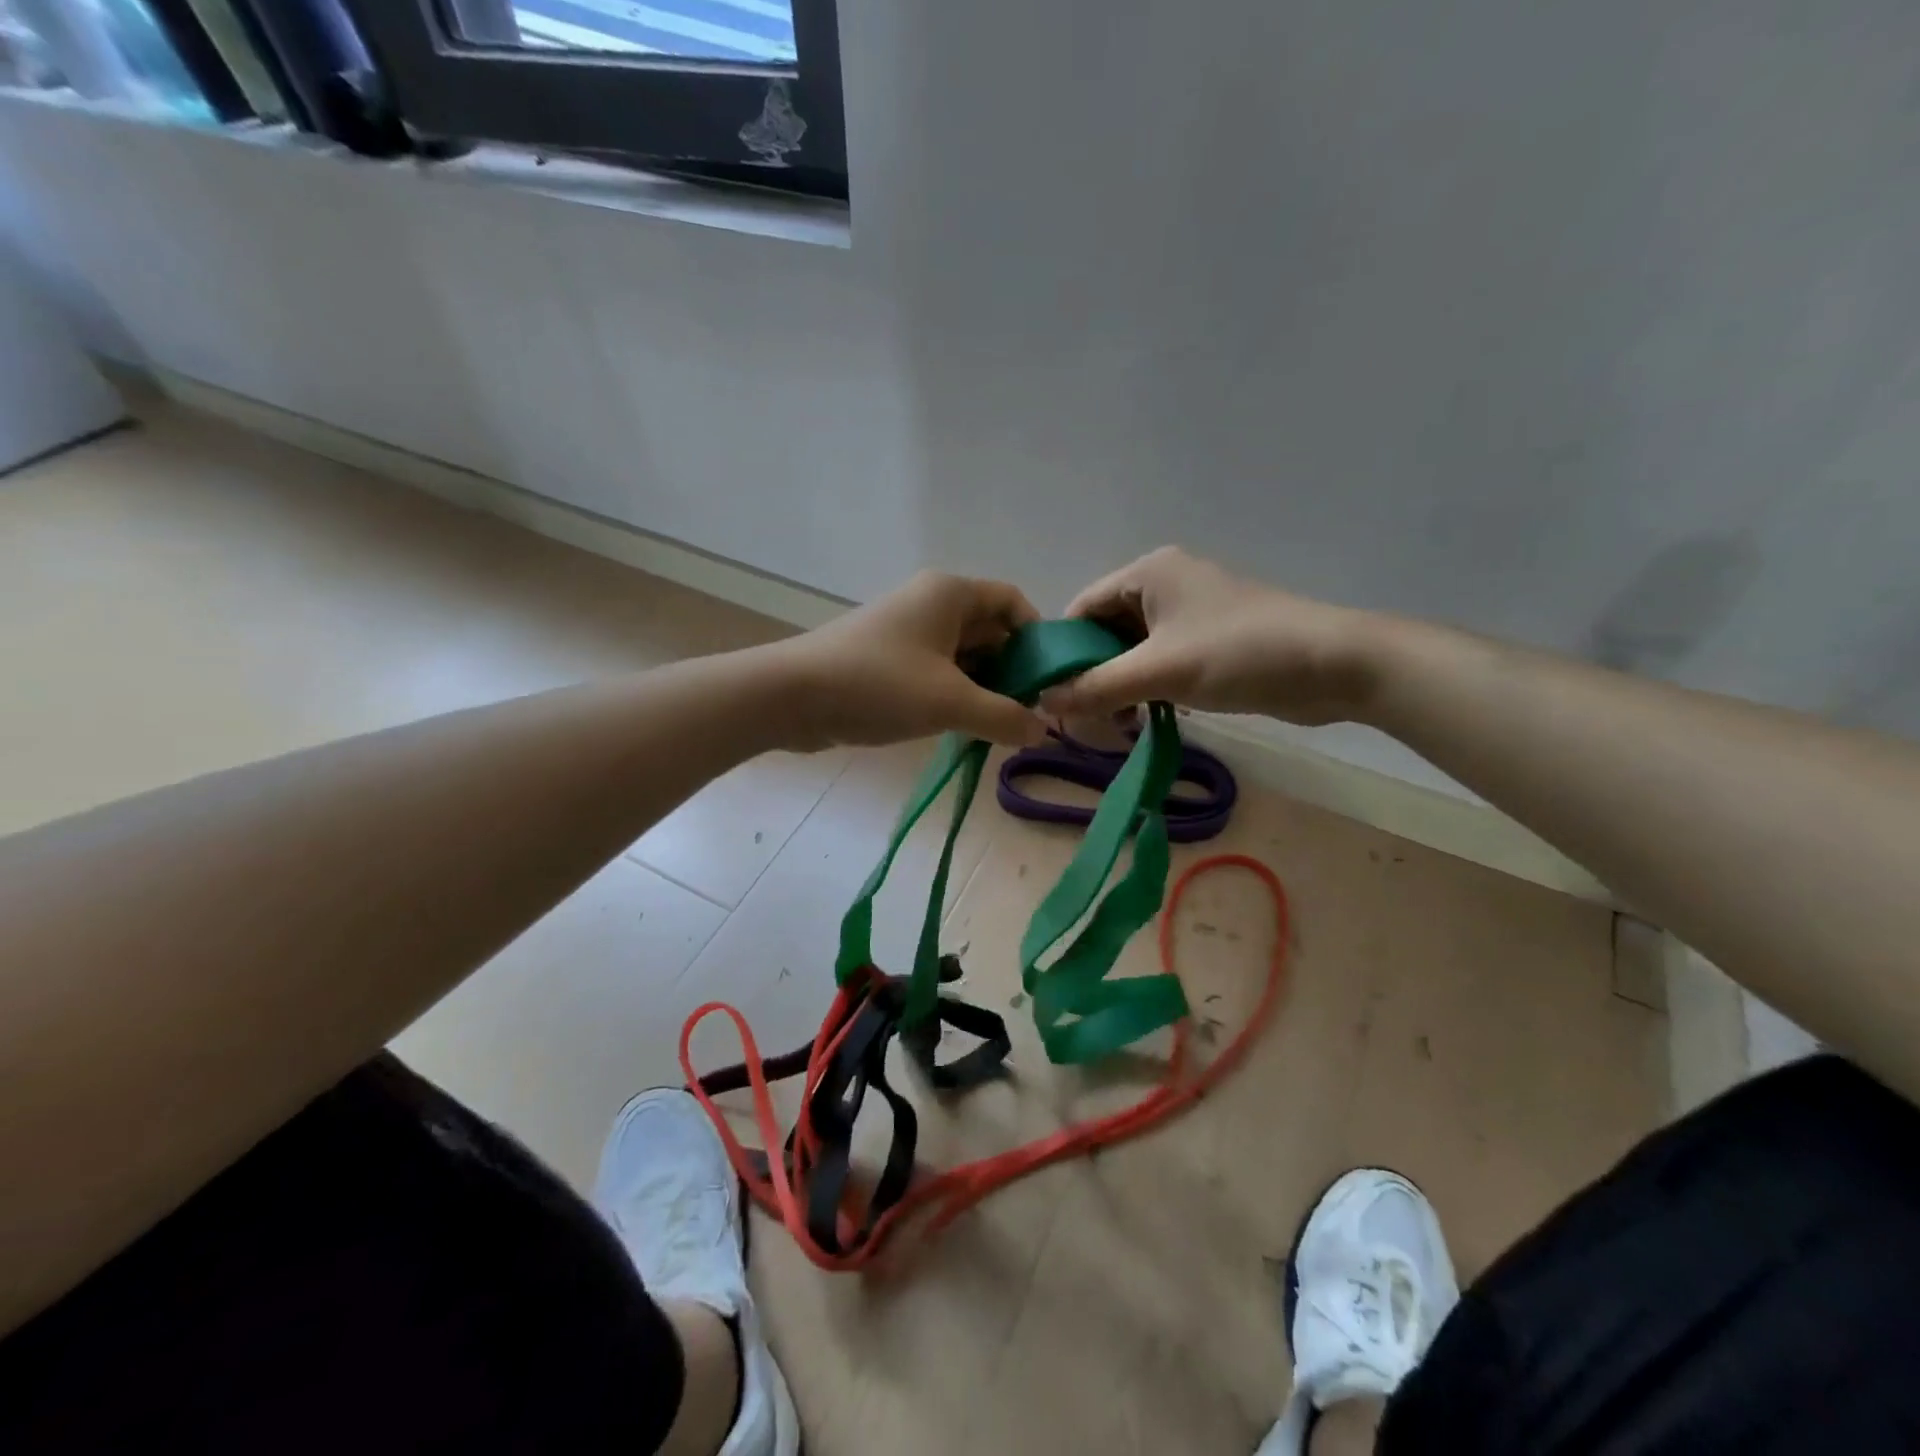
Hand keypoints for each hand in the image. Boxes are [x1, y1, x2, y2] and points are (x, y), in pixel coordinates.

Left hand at [779, 571, 1048, 750]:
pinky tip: (961, 727)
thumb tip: (1042, 731)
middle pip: (989, 630)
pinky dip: (953, 694)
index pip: (1013, 602)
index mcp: (951, 594)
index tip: (1048, 681)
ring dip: (982, 688)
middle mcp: (930, 603)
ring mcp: (906, 631)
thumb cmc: (878, 685)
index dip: (1037, 638)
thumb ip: (1004, 717)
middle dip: (1011, 670)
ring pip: (962, 655)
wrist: (791, 697)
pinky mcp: (887, 659)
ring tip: (998, 727)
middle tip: (1027, 714)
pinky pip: (935, 671)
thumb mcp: (950, 703)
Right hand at [1041, 547, 1378, 724]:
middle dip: (1092, 673)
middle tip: (1081, 718)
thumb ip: (1096, 687)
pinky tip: (1145, 718)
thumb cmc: (1238, 653)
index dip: (1062, 650)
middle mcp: (1166, 585)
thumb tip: (1042, 703)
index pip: (1083, 607)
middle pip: (1106, 630)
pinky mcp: (1211, 642)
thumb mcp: (1159, 671)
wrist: (1333, 665)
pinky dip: (1148, 688)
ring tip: (1114, 725)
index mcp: (1149, 573)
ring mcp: (1191, 614)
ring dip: (1120, 686)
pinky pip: (1162, 662)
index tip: (1049, 693)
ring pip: (1134, 651)